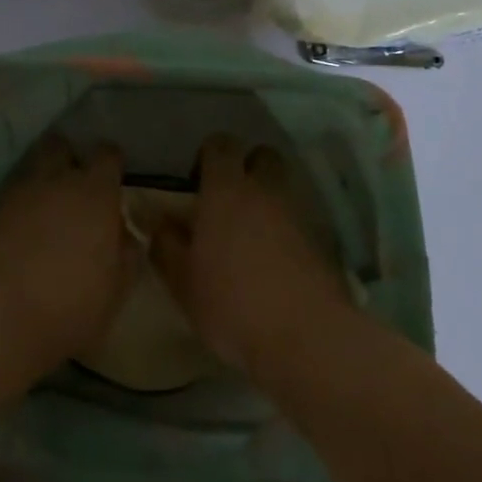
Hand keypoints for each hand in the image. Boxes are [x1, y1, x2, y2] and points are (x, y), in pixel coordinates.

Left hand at [0, 137, 136, 382]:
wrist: (0, 315)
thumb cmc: (71, 305)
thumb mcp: (116, 289)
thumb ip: (127, 254)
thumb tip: (127, 234)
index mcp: (95, 193)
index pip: (107, 154)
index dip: (112, 162)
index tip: (114, 178)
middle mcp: (58, 180)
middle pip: (62, 147)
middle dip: (69, 158)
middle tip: (75, 184)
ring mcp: (20, 191)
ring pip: (33, 166)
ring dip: (42, 177)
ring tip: (46, 203)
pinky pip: (12, 192)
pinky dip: (19, 201)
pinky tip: (22, 224)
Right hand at [150, 135, 352, 375]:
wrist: (307, 337)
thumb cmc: (232, 303)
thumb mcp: (182, 281)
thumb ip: (165, 244)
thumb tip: (158, 221)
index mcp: (227, 190)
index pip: (221, 144)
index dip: (209, 154)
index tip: (197, 179)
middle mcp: (265, 191)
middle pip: (263, 155)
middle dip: (248, 167)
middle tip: (229, 199)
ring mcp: (298, 214)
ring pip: (283, 188)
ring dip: (268, 200)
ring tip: (251, 235)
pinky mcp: (322, 242)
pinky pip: (300, 220)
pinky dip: (287, 230)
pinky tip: (275, 262)